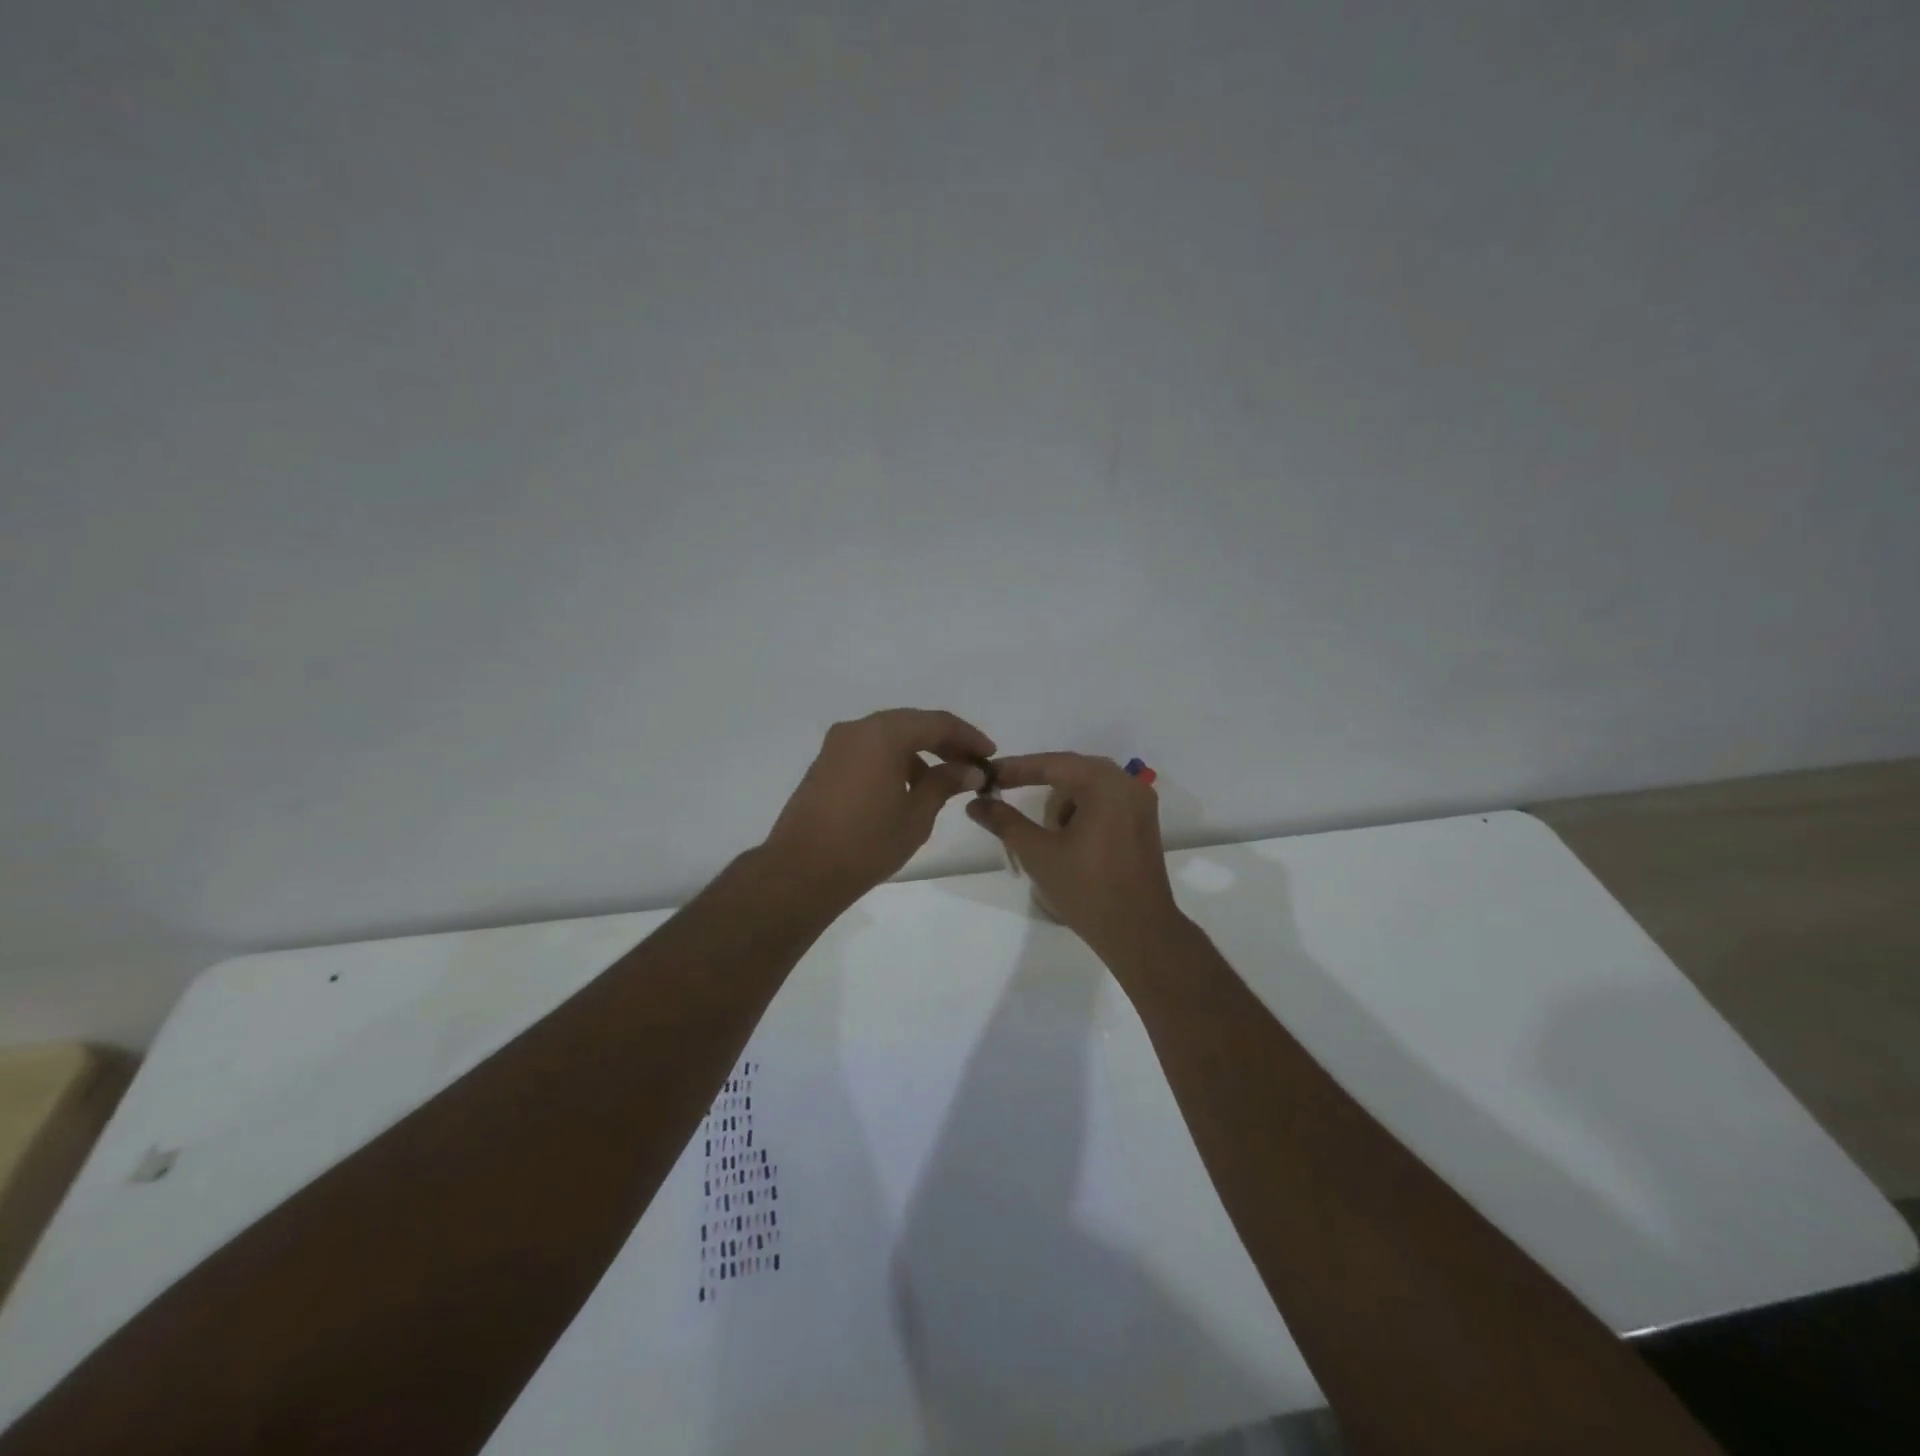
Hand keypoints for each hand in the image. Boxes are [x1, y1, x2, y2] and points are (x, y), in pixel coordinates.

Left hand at [763, 709, 994, 910]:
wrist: (802, 871)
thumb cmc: (867, 842)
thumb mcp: (917, 814)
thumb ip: (945, 782)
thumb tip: (969, 769)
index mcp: (883, 734)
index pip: (937, 722)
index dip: (968, 737)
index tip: (990, 755)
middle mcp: (858, 729)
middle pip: (911, 724)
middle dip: (944, 741)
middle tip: (971, 765)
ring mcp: (836, 745)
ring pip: (888, 736)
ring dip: (918, 751)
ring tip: (941, 782)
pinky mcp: (825, 764)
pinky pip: (868, 750)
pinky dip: (893, 760)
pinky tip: (906, 788)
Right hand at [966, 752, 1186, 961]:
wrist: (1139, 933)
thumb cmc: (1087, 890)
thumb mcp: (1038, 854)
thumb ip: (1005, 822)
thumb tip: (975, 802)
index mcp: (1104, 784)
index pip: (1052, 764)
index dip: (1016, 768)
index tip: (986, 773)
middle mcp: (1127, 783)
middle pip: (1071, 771)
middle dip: (1038, 784)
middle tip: (1004, 795)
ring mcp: (1140, 802)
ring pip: (1087, 787)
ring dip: (1062, 804)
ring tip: (1047, 837)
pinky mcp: (1143, 822)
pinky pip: (1104, 801)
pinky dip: (1081, 812)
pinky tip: (1069, 841)